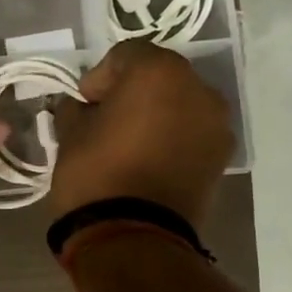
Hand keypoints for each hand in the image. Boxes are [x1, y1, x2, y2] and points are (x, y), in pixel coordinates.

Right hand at [49, 41, 233, 228]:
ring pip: (180, 103)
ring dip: (157, 112)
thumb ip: (75, 110)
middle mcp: (197, 88)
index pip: (126, 55)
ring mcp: (216, 123)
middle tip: (106, 117)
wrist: (132, 236)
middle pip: (159, 76)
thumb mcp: (70, 135)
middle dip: (132, 91)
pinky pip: (193, 131)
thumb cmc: (95, 174)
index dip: (99, 77)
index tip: (83, 103)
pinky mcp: (221, 156)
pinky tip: (149, 158)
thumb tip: (79, 107)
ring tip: (130, 140)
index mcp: (158, 72)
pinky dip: (173, 136)